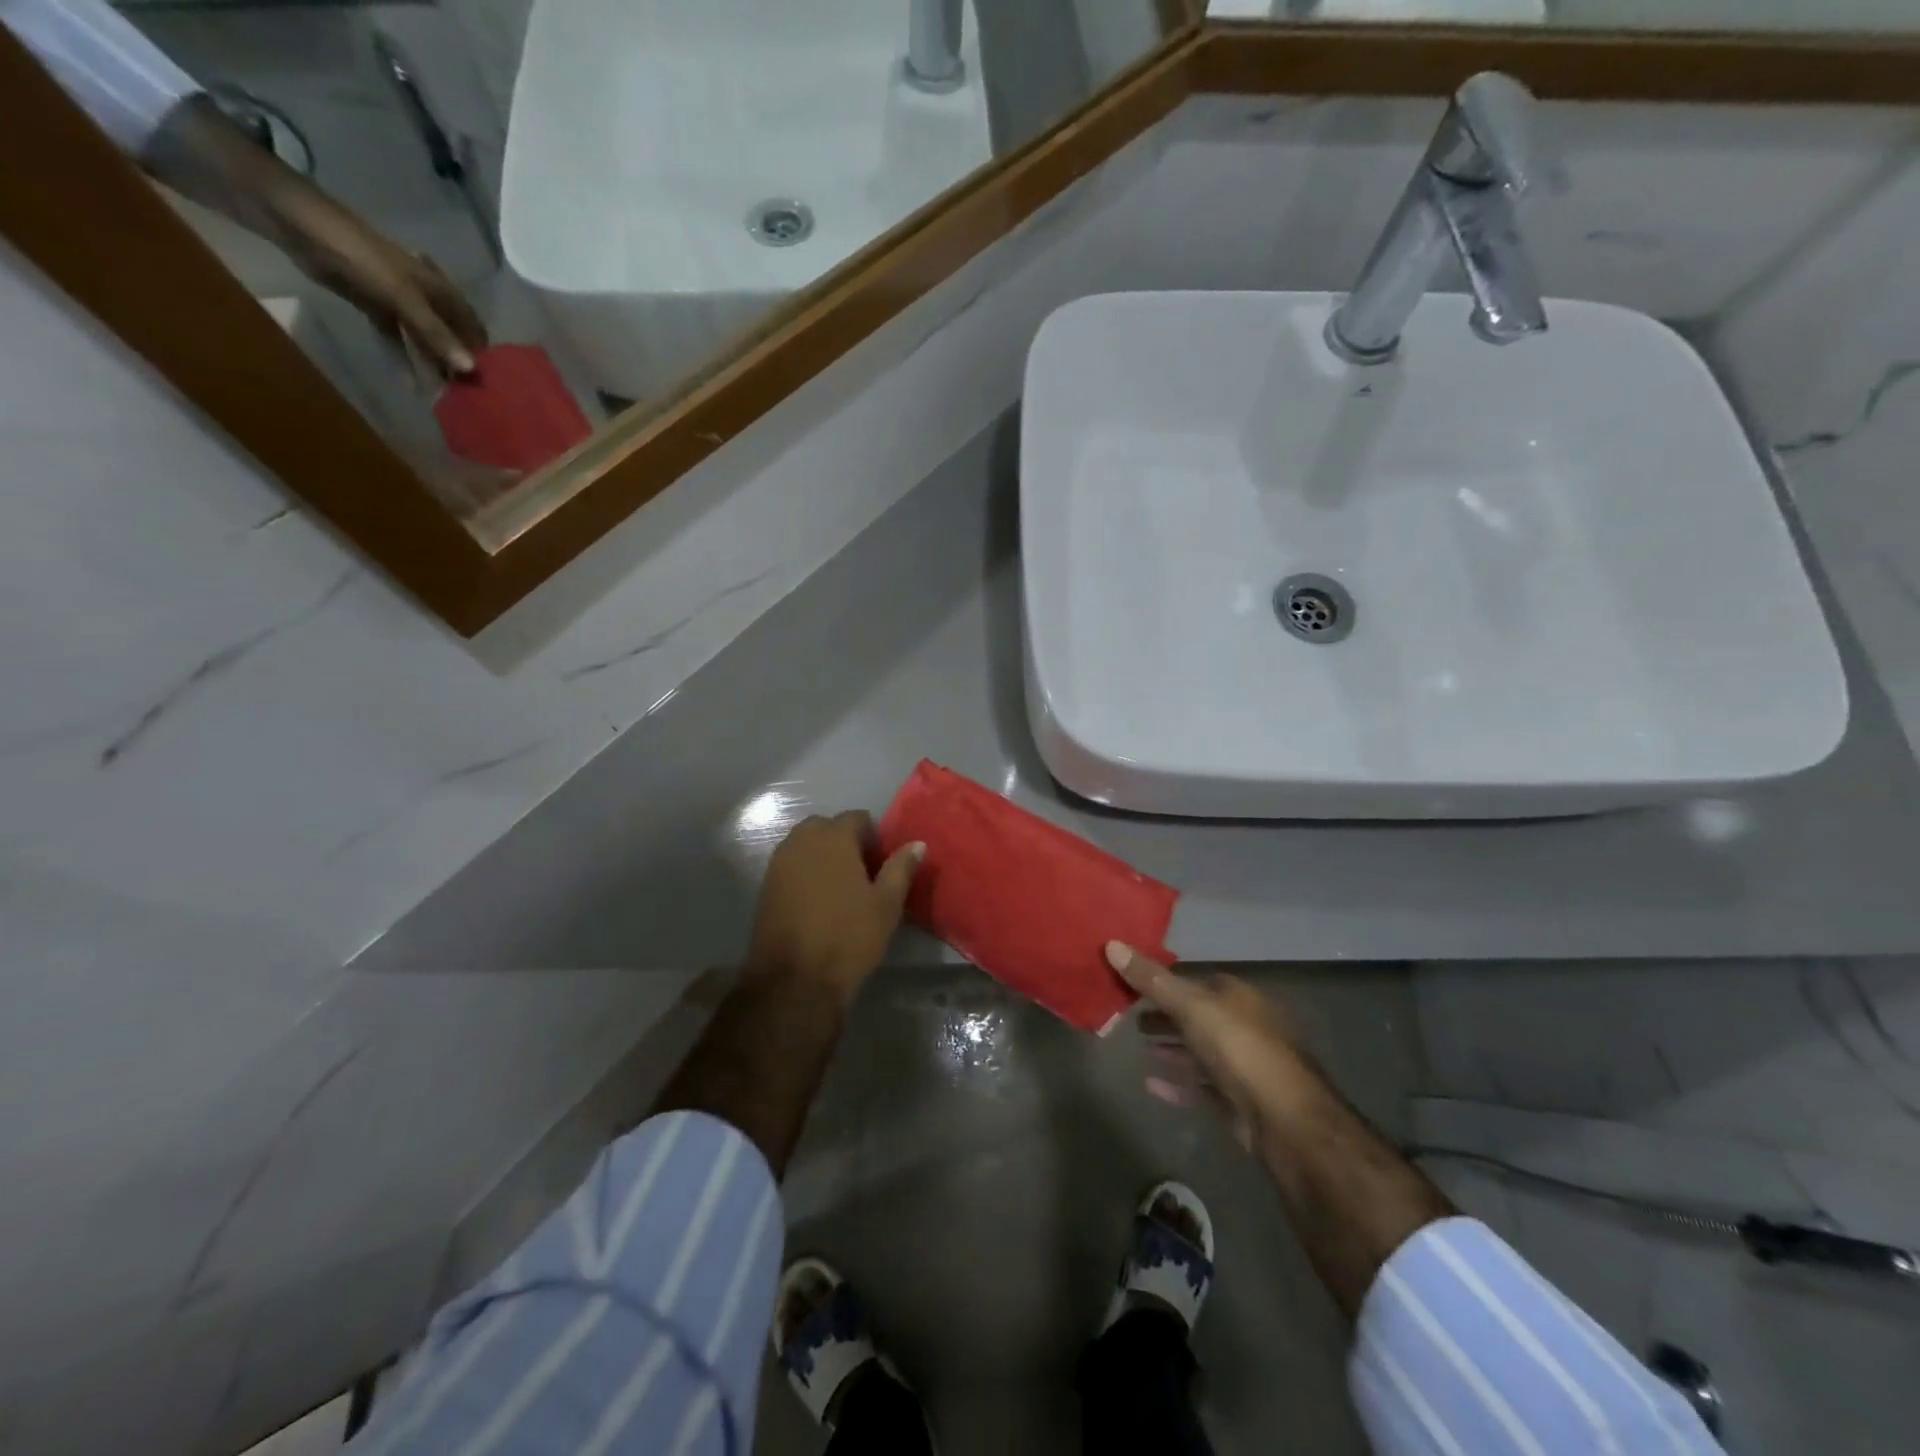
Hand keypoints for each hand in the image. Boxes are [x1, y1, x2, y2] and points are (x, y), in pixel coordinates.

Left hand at [286, 204, 487, 376]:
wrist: (302, 227)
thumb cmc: (361, 256)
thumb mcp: (403, 297)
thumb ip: (436, 334)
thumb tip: (471, 370)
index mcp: (441, 290)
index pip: (473, 326)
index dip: (481, 352)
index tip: (488, 383)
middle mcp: (427, 297)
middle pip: (450, 335)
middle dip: (457, 362)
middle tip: (465, 394)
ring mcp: (401, 302)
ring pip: (425, 339)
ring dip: (432, 363)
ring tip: (441, 393)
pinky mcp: (376, 306)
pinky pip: (397, 338)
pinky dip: (403, 357)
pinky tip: (409, 379)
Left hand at [748, 813, 924, 1002]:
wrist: (794, 979)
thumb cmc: (849, 936)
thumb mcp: (886, 904)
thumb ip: (901, 868)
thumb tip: (917, 844)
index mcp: (833, 838)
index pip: (856, 817)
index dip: (873, 836)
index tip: (882, 862)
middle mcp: (802, 841)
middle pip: (826, 826)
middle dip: (844, 840)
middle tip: (862, 872)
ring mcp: (779, 862)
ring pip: (805, 844)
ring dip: (822, 855)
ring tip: (841, 886)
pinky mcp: (766, 885)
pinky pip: (791, 864)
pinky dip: (805, 871)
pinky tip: (818, 899)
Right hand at [1105, 942, 1318, 1151]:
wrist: (1283, 1118)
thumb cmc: (1238, 1047)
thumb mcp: (1190, 1005)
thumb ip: (1151, 979)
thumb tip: (1111, 943)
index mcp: (1236, 995)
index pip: (1194, 979)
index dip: (1162, 980)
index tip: (1130, 983)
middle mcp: (1243, 1024)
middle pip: (1196, 1014)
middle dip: (1165, 1014)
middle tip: (1129, 1015)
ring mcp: (1242, 1064)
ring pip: (1199, 1049)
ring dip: (1171, 1046)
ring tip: (1140, 1044)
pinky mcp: (1238, 1099)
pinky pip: (1200, 1084)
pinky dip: (1177, 1082)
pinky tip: (1151, 1083)